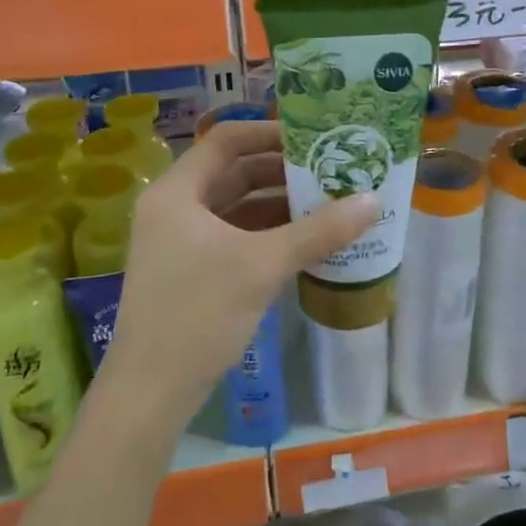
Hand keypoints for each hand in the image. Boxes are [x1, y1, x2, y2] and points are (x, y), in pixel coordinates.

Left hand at [106, 120, 378, 419]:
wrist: (151, 391)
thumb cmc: (199, 314)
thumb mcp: (262, 265)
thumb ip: (319, 231)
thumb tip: (374, 200)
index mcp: (177, 192)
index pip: (226, 140)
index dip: (270, 133)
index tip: (314, 138)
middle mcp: (174, 208)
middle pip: (233, 172)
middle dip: (282, 171)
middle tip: (330, 170)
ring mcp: (180, 241)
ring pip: (236, 206)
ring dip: (278, 203)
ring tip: (328, 201)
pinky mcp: (191, 270)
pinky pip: (234, 235)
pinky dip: (267, 233)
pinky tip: (305, 239)